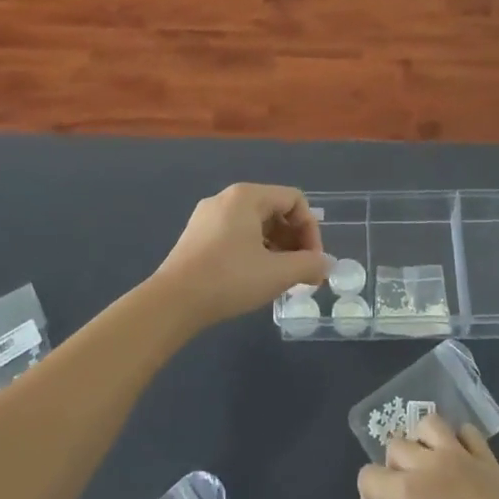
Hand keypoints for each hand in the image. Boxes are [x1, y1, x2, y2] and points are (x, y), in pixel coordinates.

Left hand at [149, 183, 330, 328]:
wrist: (172, 302)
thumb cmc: (229, 279)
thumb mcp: (277, 273)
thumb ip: (309, 265)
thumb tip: (326, 264)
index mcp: (247, 196)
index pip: (294, 200)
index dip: (311, 230)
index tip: (313, 262)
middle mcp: (226, 198)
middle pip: (275, 210)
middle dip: (295, 242)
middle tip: (302, 273)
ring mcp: (207, 217)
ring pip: (255, 225)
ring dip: (276, 249)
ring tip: (281, 279)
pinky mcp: (196, 236)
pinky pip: (236, 235)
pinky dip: (254, 252)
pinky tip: (255, 279)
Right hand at [357, 413, 498, 498]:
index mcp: (407, 492)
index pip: (368, 477)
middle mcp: (429, 465)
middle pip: (395, 446)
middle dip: (392, 471)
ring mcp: (460, 456)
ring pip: (429, 424)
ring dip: (421, 442)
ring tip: (428, 469)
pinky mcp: (488, 459)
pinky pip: (467, 432)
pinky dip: (459, 441)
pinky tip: (462, 464)